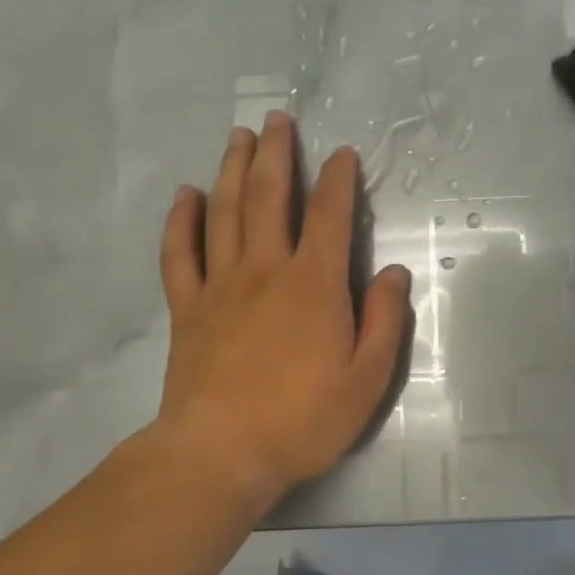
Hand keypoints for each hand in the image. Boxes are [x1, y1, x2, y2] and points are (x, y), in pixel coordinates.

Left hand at [150, 112, 412, 507]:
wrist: (220, 455)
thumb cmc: (303, 420)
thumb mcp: (367, 379)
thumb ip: (384, 321)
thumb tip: (394, 273)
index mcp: (314, 284)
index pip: (331, 216)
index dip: (339, 180)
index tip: (343, 154)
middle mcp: (266, 270)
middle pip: (271, 197)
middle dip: (278, 154)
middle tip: (280, 119)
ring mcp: (220, 286)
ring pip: (226, 212)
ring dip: (234, 169)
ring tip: (240, 137)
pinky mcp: (188, 309)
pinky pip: (180, 253)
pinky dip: (182, 220)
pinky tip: (187, 196)